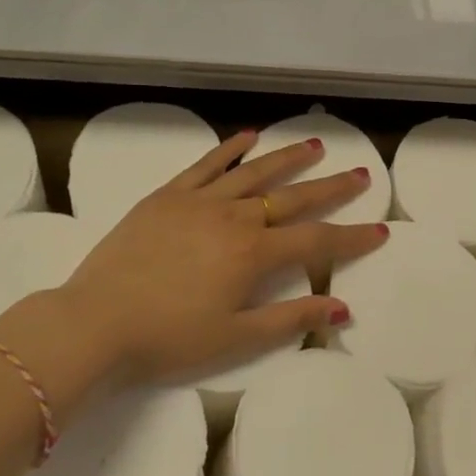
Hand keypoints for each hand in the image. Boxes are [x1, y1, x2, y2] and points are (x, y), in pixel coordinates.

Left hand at [0, 130, 387, 416]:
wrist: (95, 322)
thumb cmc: (168, 338)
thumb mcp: (235, 339)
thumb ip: (291, 320)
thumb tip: (341, 308)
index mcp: (254, 254)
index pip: (317, 241)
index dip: (352, 237)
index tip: (380, 229)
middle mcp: (235, 218)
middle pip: (293, 197)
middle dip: (332, 187)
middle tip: (361, 173)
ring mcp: (200, 201)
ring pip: (255, 172)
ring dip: (289, 158)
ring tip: (316, 145)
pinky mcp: (168, 196)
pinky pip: (206, 164)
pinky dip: (230, 149)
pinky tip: (249, 136)